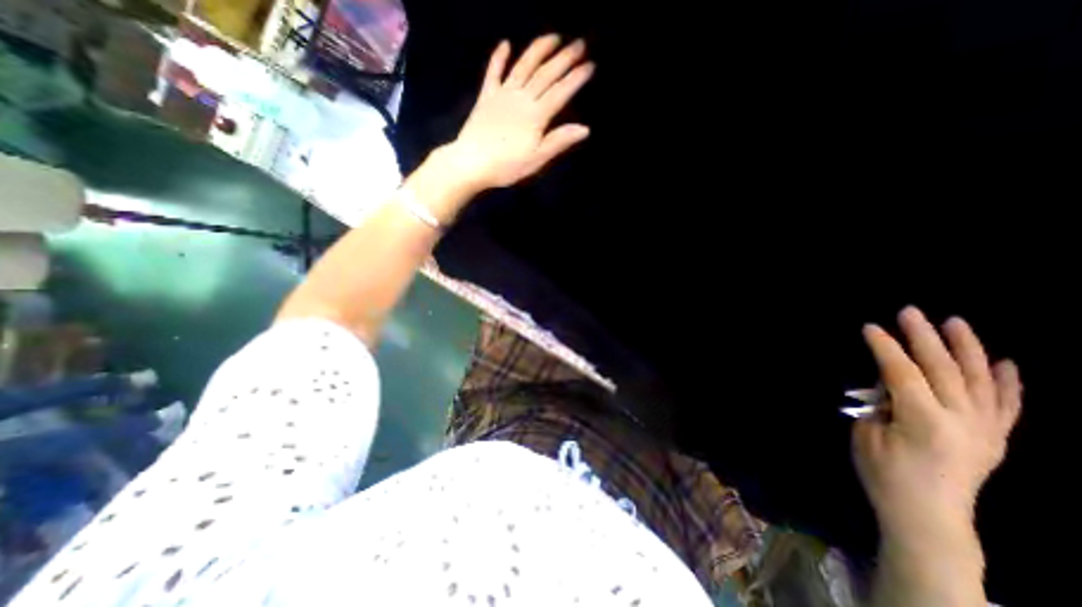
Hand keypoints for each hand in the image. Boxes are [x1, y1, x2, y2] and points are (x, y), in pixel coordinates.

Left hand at [438, 34, 596, 193]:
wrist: (471, 163)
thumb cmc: (507, 166)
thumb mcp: (537, 159)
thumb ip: (559, 141)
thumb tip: (584, 129)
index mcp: (536, 115)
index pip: (561, 92)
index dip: (576, 78)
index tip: (591, 65)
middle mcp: (522, 98)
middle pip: (546, 74)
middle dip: (565, 58)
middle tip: (580, 43)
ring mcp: (502, 94)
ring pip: (524, 66)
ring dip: (539, 49)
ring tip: (554, 37)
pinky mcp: (486, 97)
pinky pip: (494, 72)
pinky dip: (499, 57)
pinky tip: (505, 44)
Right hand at [853, 309, 1024, 536]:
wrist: (929, 518)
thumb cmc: (885, 475)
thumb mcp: (866, 435)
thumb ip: (880, 404)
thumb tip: (889, 384)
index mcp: (924, 421)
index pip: (902, 372)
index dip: (884, 347)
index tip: (870, 327)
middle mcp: (963, 421)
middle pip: (944, 369)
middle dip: (924, 337)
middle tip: (910, 311)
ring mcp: (985, 430)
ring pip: (981, 381)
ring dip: (967, 348)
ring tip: (956, 323)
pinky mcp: (995, 439)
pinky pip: (1007, 406)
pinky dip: (1009, 383)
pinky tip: (1006, 362)